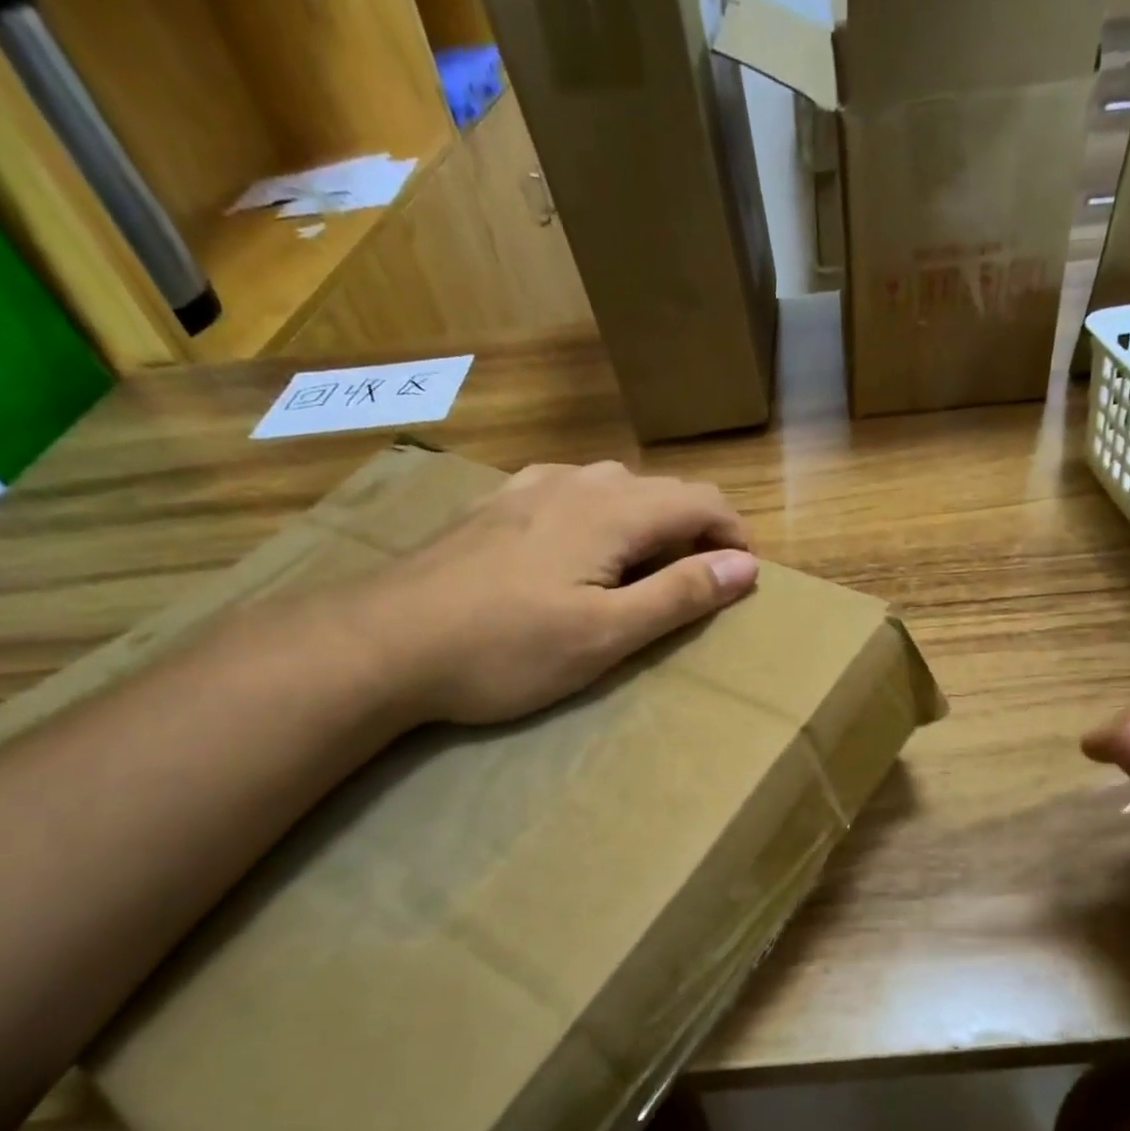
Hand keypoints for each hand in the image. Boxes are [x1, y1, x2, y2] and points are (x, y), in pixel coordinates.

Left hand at [341, 460, 757, 725]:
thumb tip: (745, 565)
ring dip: (647, 520)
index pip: (701, 501)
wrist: (384, 641)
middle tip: (695, 586)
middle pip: (661, 489)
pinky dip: (598, 513)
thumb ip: (680, 595)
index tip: (741, 579)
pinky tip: (577, 545)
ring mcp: (529, 486)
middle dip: (695, 530)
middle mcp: (577, 481)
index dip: (733, 535)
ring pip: (614, 485)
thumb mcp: (607, 634)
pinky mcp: (494, 504)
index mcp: (614, 510)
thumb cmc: (507, 648)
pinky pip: (568, 490)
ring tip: (642, 568)